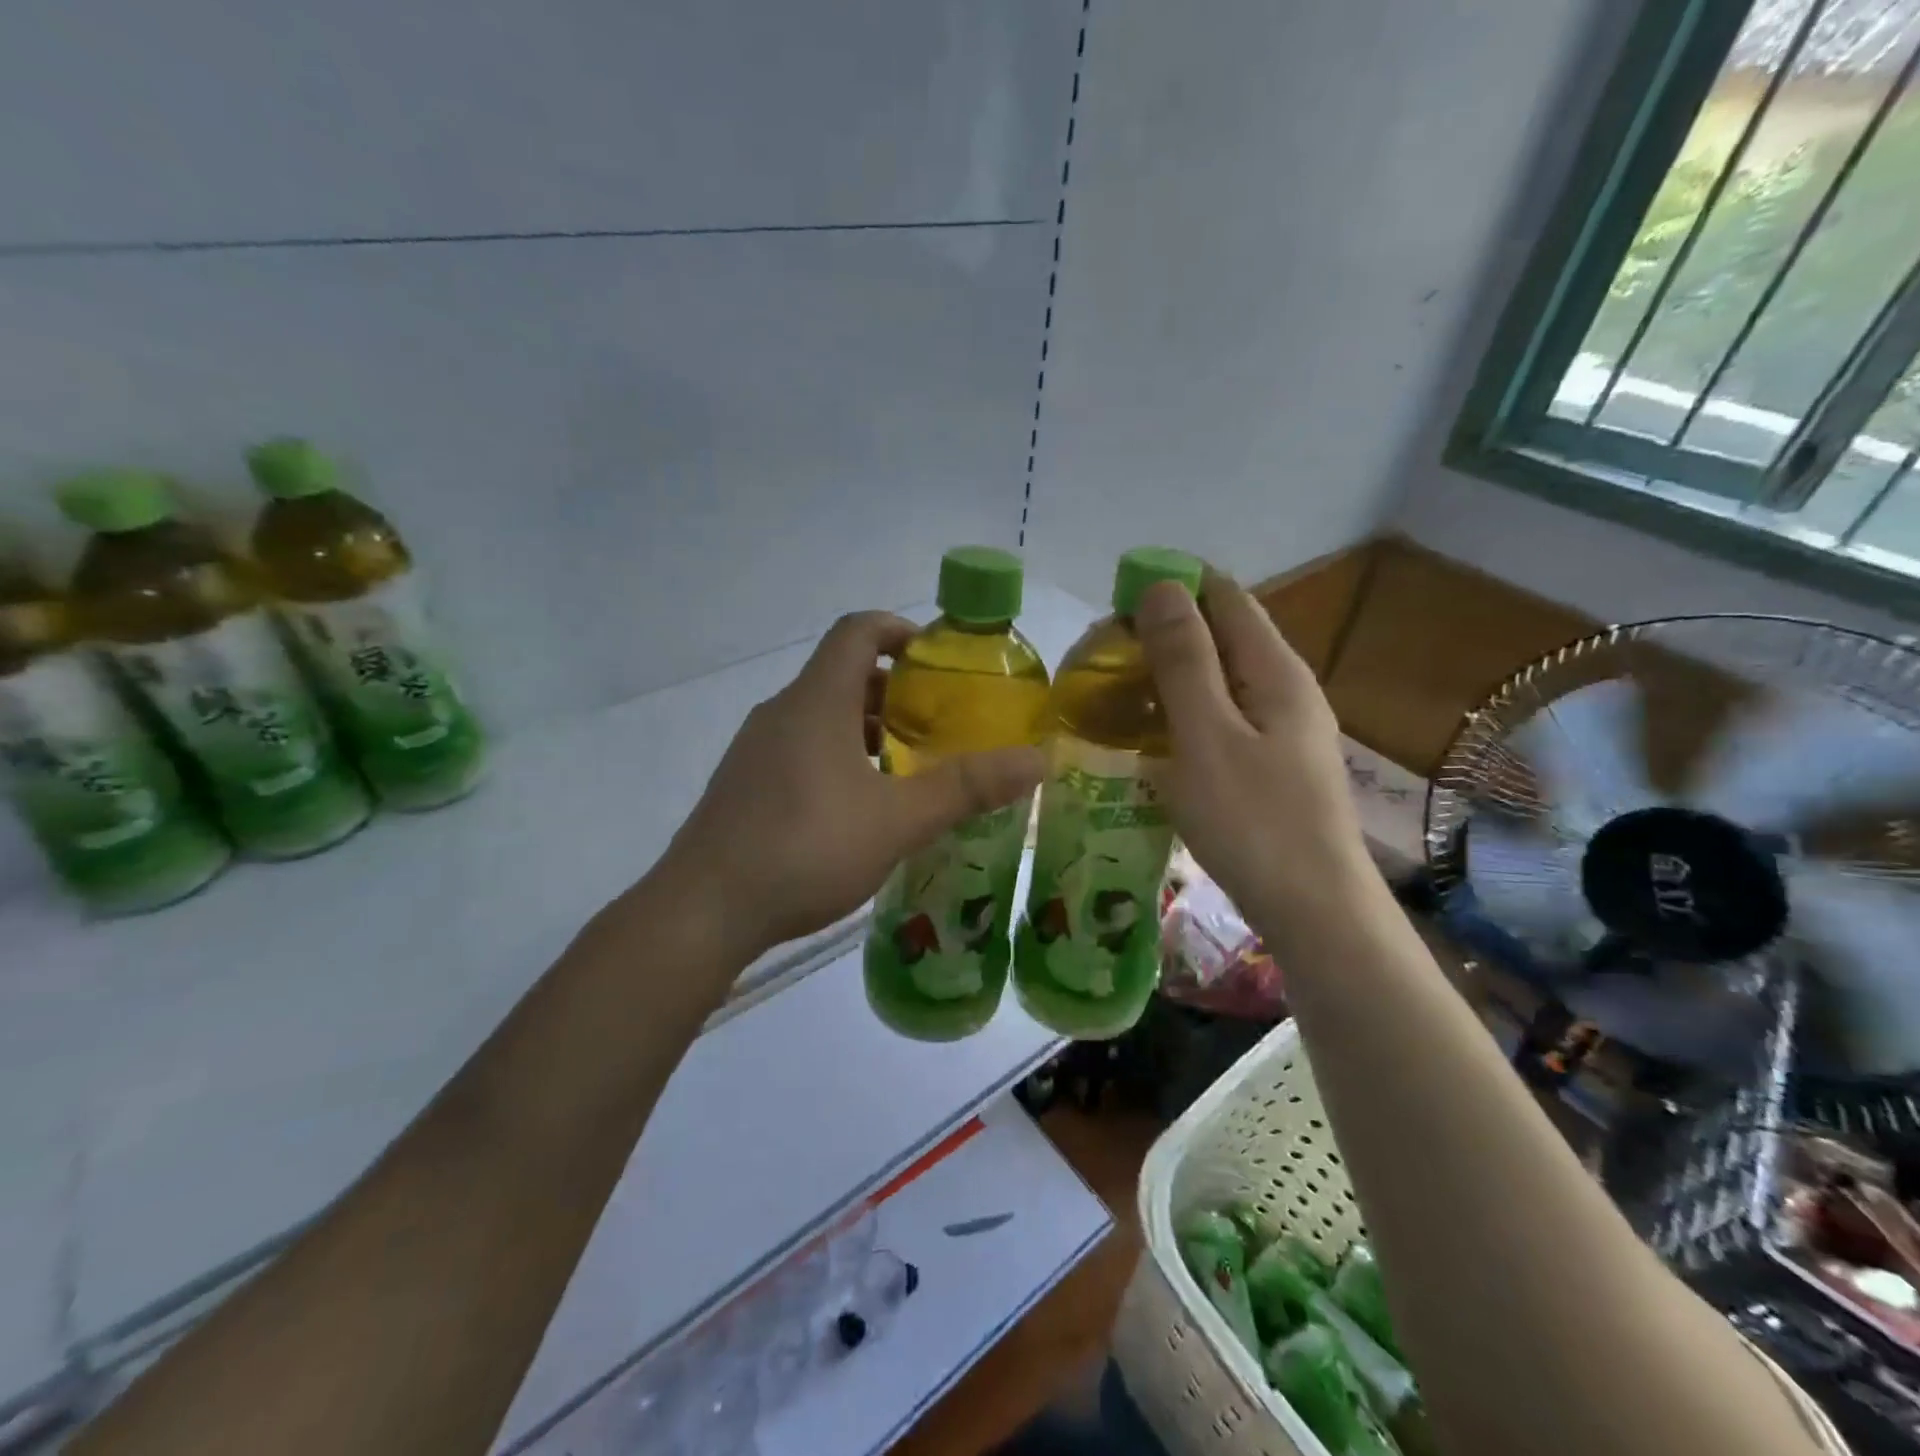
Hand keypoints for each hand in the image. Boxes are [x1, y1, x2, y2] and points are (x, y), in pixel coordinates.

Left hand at [659, 611, 1045, 957]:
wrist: (703, 910)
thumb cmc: (805, 849)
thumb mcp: (897, 820)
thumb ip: (967, 788)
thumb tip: (1036, 759)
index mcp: (816, 701)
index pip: (858, 631)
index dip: (901, 631)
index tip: (938, 660)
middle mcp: (781, 712)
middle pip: (843, 675)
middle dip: (895, 692)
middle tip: (939, 725)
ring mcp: (756, 750)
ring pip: (822, 717)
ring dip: (867, 730)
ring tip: (908, 770)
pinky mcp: (744, 785)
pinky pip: (801, 749)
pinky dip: (839, 758)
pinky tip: (860, 809)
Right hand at [1136, 573, 1375, 938]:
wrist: (1314, 912)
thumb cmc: (1254, 822)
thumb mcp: (1206, 735)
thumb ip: (1184, 660)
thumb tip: (1161, 586)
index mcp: (1275, 670)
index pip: (1223, 596)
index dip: (1170, 589)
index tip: (1113, 611)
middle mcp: (1285, 689)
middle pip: (1221, 636)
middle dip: (1162, 636)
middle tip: (1102, 664)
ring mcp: (1282, 730)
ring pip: (1219, 681)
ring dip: (1169, 678)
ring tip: (1115, 697)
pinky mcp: (1272, 765)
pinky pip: (1221, 719)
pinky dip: (1183, 715)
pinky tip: (1152, 739)